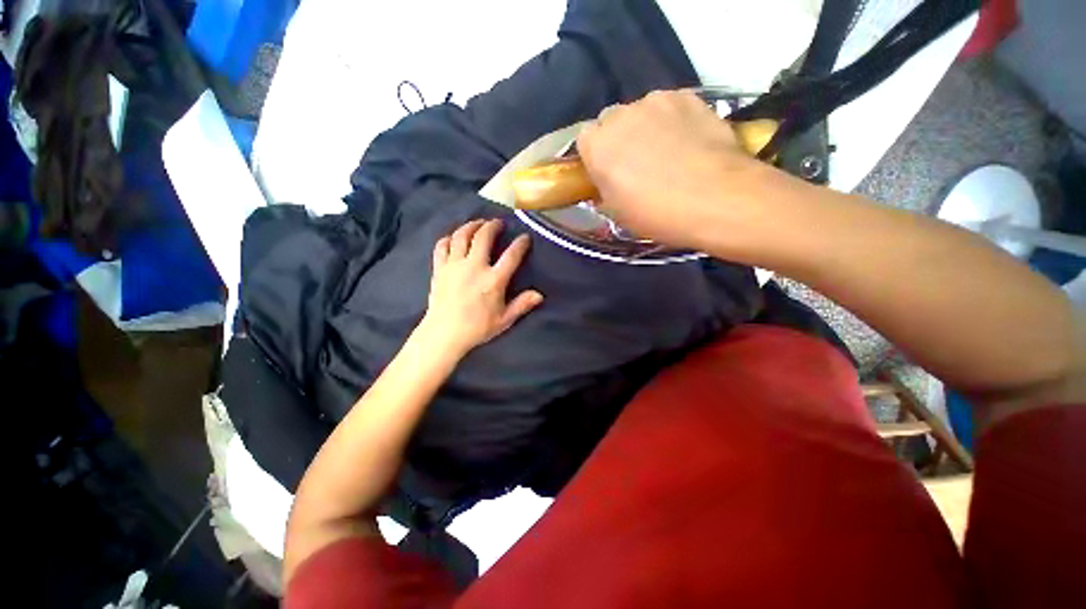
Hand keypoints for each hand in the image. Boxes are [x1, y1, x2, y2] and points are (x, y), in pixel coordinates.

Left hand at [419, 219, 543, 355]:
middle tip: (498, 223)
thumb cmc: (477, 328)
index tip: (525, 237)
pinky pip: (442, 246)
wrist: (444, 334)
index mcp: (493, 280)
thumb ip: (521, 305)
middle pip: (483, 237)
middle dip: (492, 226)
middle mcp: (474, 267)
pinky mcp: (439, 269)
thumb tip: (539, 295)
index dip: (520, 244)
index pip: (511, 256)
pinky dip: (448, 238)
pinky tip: (453, 237)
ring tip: (478, 223)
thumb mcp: (504, 320)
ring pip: (461, 236)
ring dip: (471, 226)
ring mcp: (454, 266)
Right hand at [577, 90, 775, 251]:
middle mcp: (622, 115)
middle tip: (636, 162)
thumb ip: (605, 190)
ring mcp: (657, 101)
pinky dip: (674, 120)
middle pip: (612, 120)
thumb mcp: (618, 214)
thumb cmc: (657, 214)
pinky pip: (671, 106)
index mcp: (598, 146)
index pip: (585, 138)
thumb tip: (607, 183)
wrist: (715, 198)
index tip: (607, 170)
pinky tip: (688, 141)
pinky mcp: (688, 96)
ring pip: (642, 111)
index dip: (596, 154)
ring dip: (646, 127)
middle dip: (619, 137)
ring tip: (668, 151)